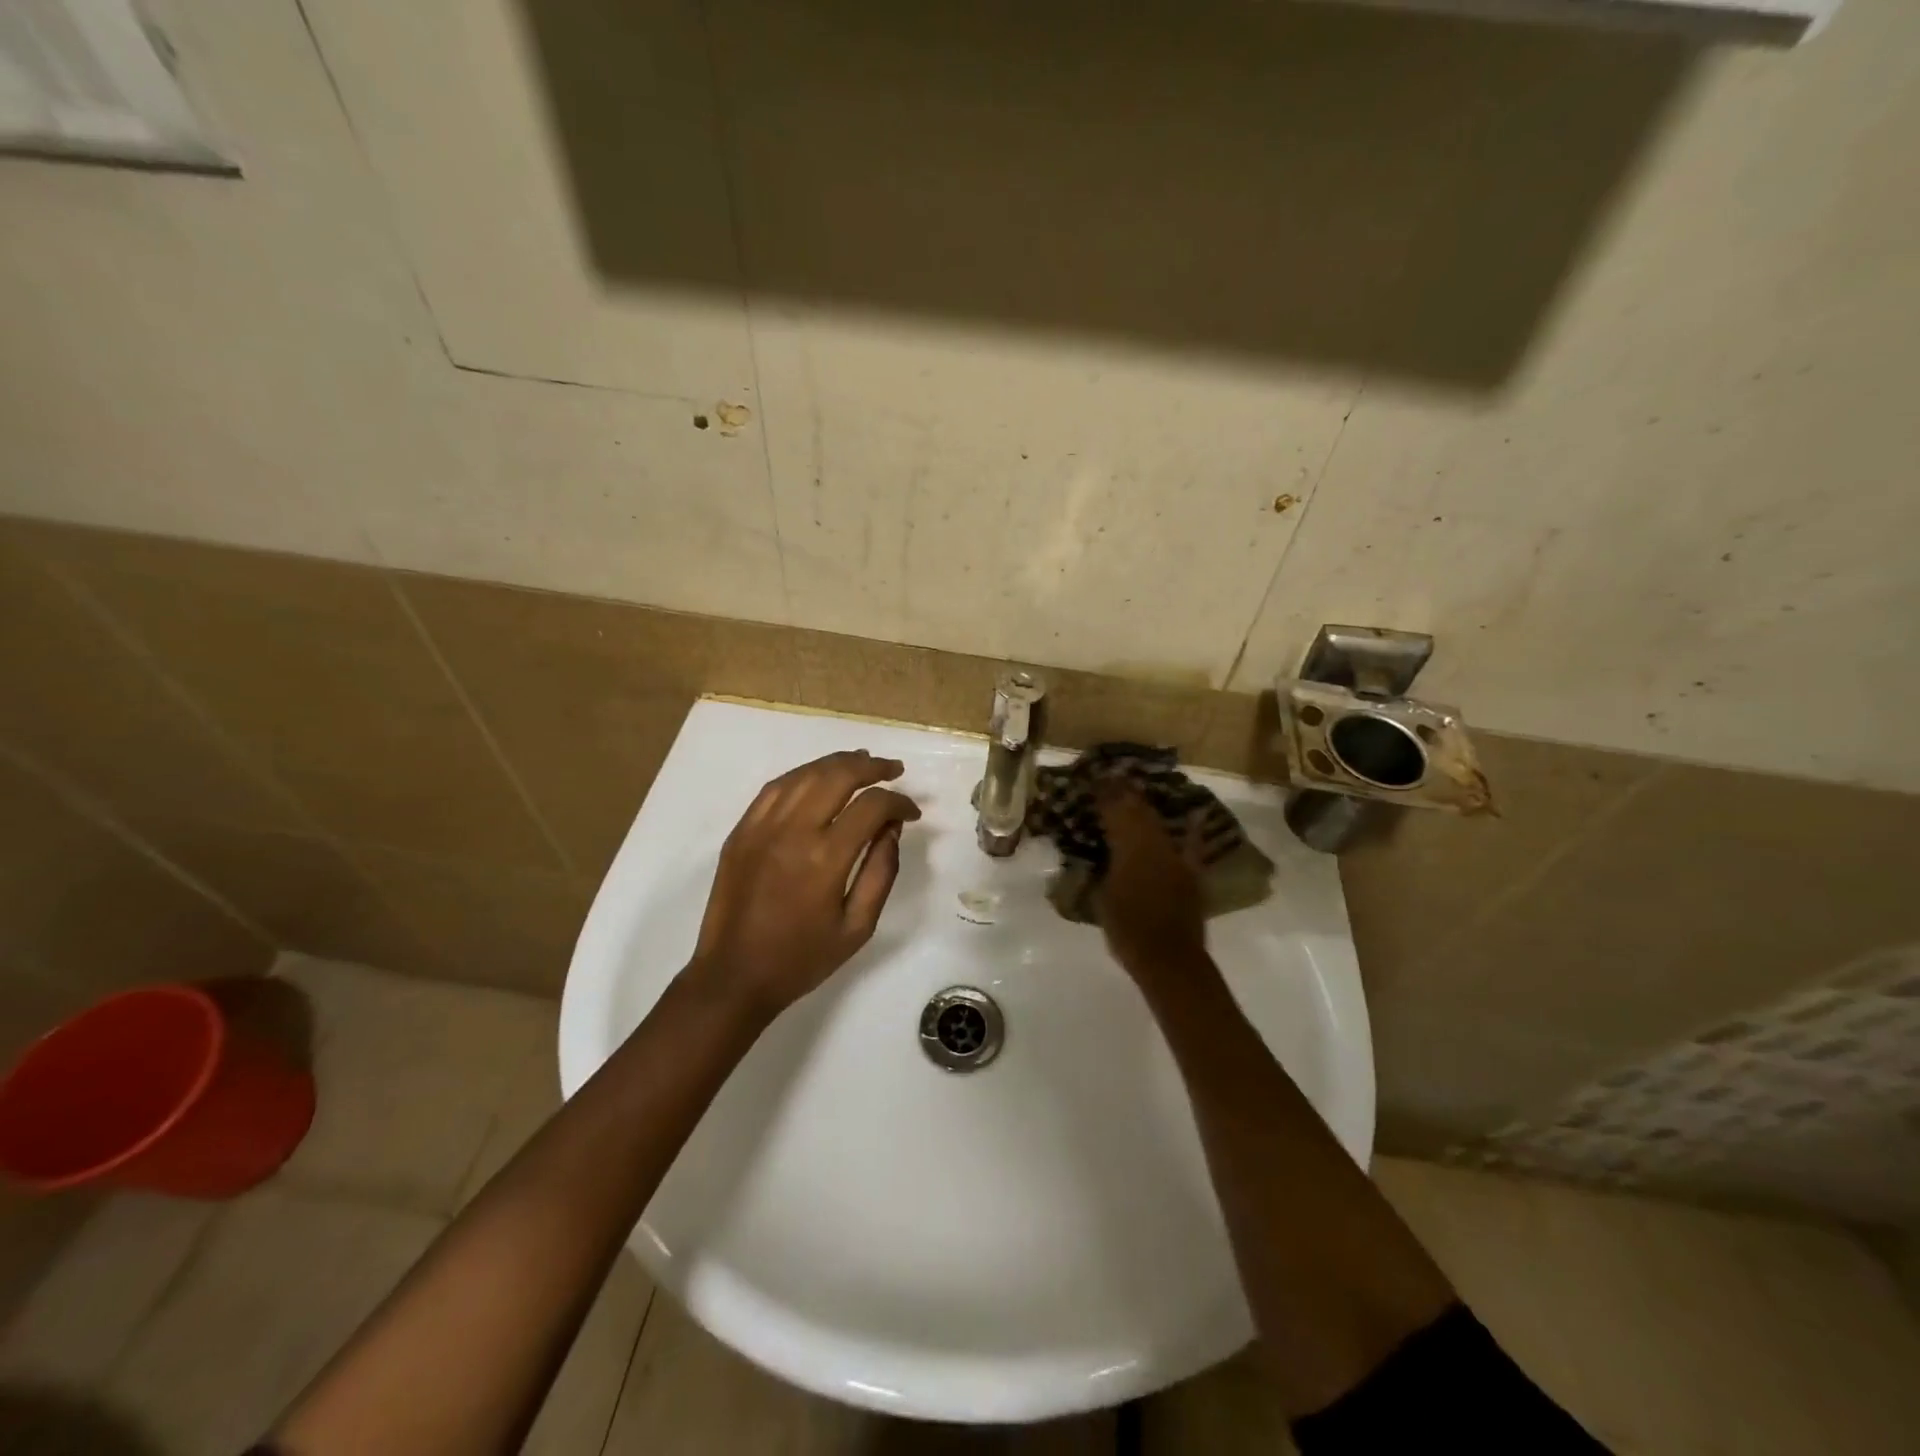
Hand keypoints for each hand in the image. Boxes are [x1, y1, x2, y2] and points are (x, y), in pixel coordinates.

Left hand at [687, 750, 920, 1020]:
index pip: (871, 806)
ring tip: (863, 761)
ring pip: (805, 774)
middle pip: (838, 775)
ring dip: (838, 763)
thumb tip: (892, 828)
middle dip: (872, 767)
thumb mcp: (858, 926)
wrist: (734, 976)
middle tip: (894, 770)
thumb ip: (881, 871)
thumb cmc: (802, 958)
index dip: (898, 802)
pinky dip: (803, 774)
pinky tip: (819, 776)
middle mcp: (792, 830)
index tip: (912, 813)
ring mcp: (761, 826)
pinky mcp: (742, 831)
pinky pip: (775, 787)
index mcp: (825, 858)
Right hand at [1093, 780, 1206, 976]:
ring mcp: (1176, 857)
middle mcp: (1154, 845)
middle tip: (1112, 778)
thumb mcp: (1101, 898)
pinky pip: (1192, 845)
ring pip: (1159, 823)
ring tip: (1136, 793)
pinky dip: (1192, 829)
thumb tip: (1097, 855)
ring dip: (1146, 807)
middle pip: (1138, 811)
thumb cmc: (1127, 931)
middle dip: (1124, 794)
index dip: (1104, 794)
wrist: (1169, 960)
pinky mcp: (1191, 873)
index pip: (1114, 812)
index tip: (1094, 779)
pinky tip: (1195, 815)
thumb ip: (1100, 871)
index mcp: (1128, 849)